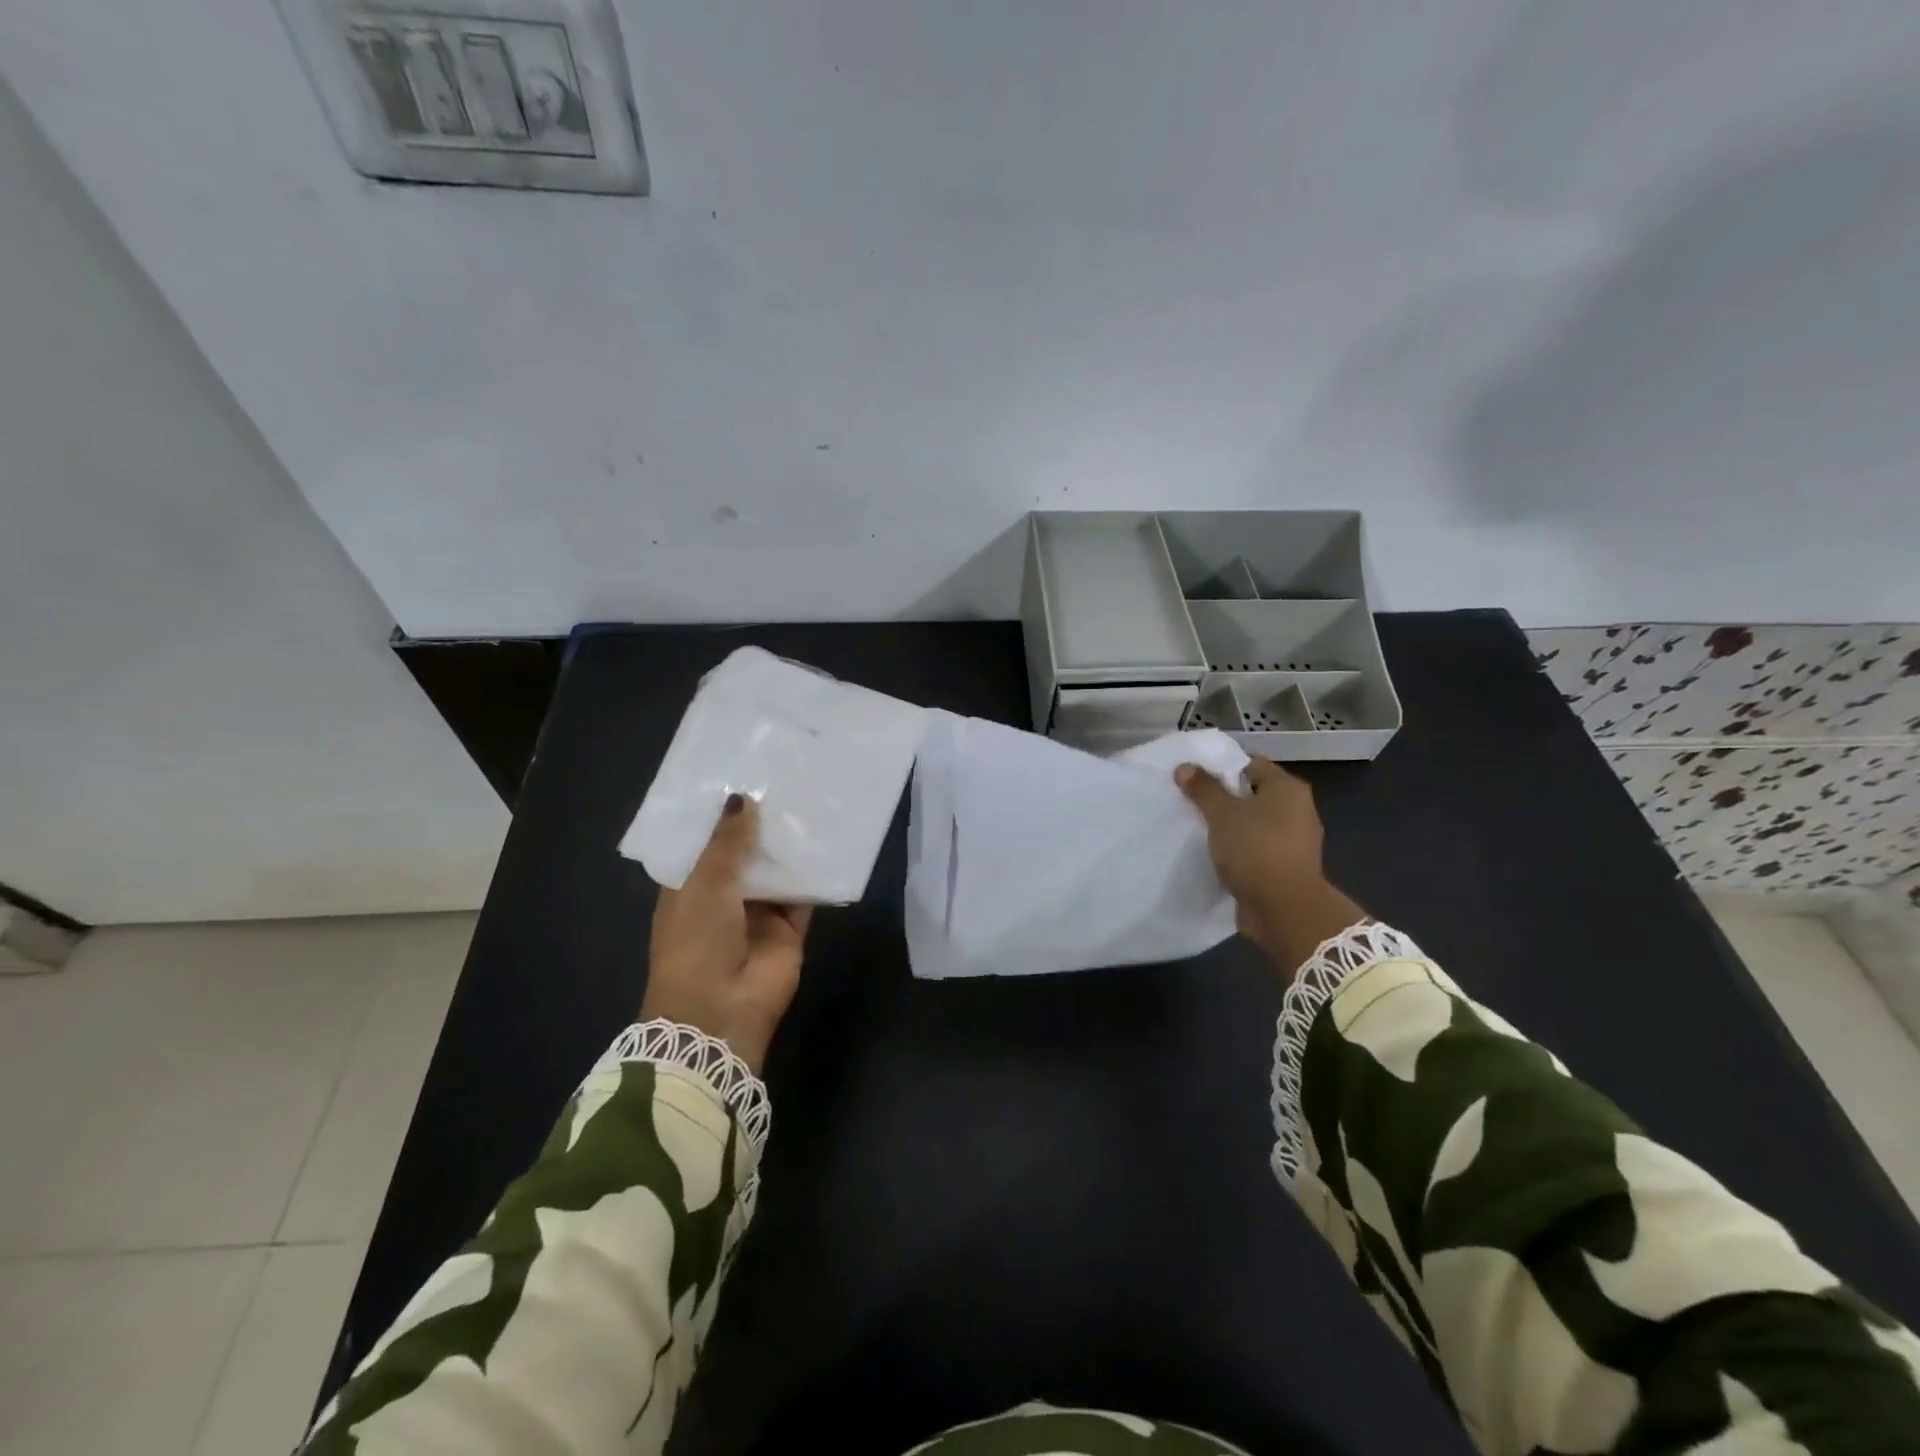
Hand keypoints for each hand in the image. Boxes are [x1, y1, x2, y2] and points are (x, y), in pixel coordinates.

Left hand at [642, 794, 811, 1072]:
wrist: (720, 1009)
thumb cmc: (696, 940)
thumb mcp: (705, 882)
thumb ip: (728, 840)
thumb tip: (742, 798)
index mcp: (690, 889)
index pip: (706, 846)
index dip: (722, 817)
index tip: (742, 778)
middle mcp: (724, 899)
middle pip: (746, 856)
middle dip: (761, 827)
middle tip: (784, 782)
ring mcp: (758, 916)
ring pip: (777, 873)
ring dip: (788, 847)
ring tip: (809, 802)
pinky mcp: (790, 931)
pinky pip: (805, 897)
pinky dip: (815, 875)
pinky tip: (829, 842)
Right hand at [1174, 758, 1365, 979]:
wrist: (1285, 910)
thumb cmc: (1255, 849)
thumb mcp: (1222, 814)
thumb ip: (1203, 788)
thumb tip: (1185, 767)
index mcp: (1287, 788)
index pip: (1250, 764)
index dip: (1221, 768)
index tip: (1194, 779)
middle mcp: (1297, 809)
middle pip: (1252, 794)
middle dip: (1223, 798)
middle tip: (1191, 803)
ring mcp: (1294, 840)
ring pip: (1254, 823)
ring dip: (1230, 826)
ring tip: (1199, 830)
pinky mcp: (1286, 866)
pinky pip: (1256, 848)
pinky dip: (1239, 849)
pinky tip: (1216, 855)